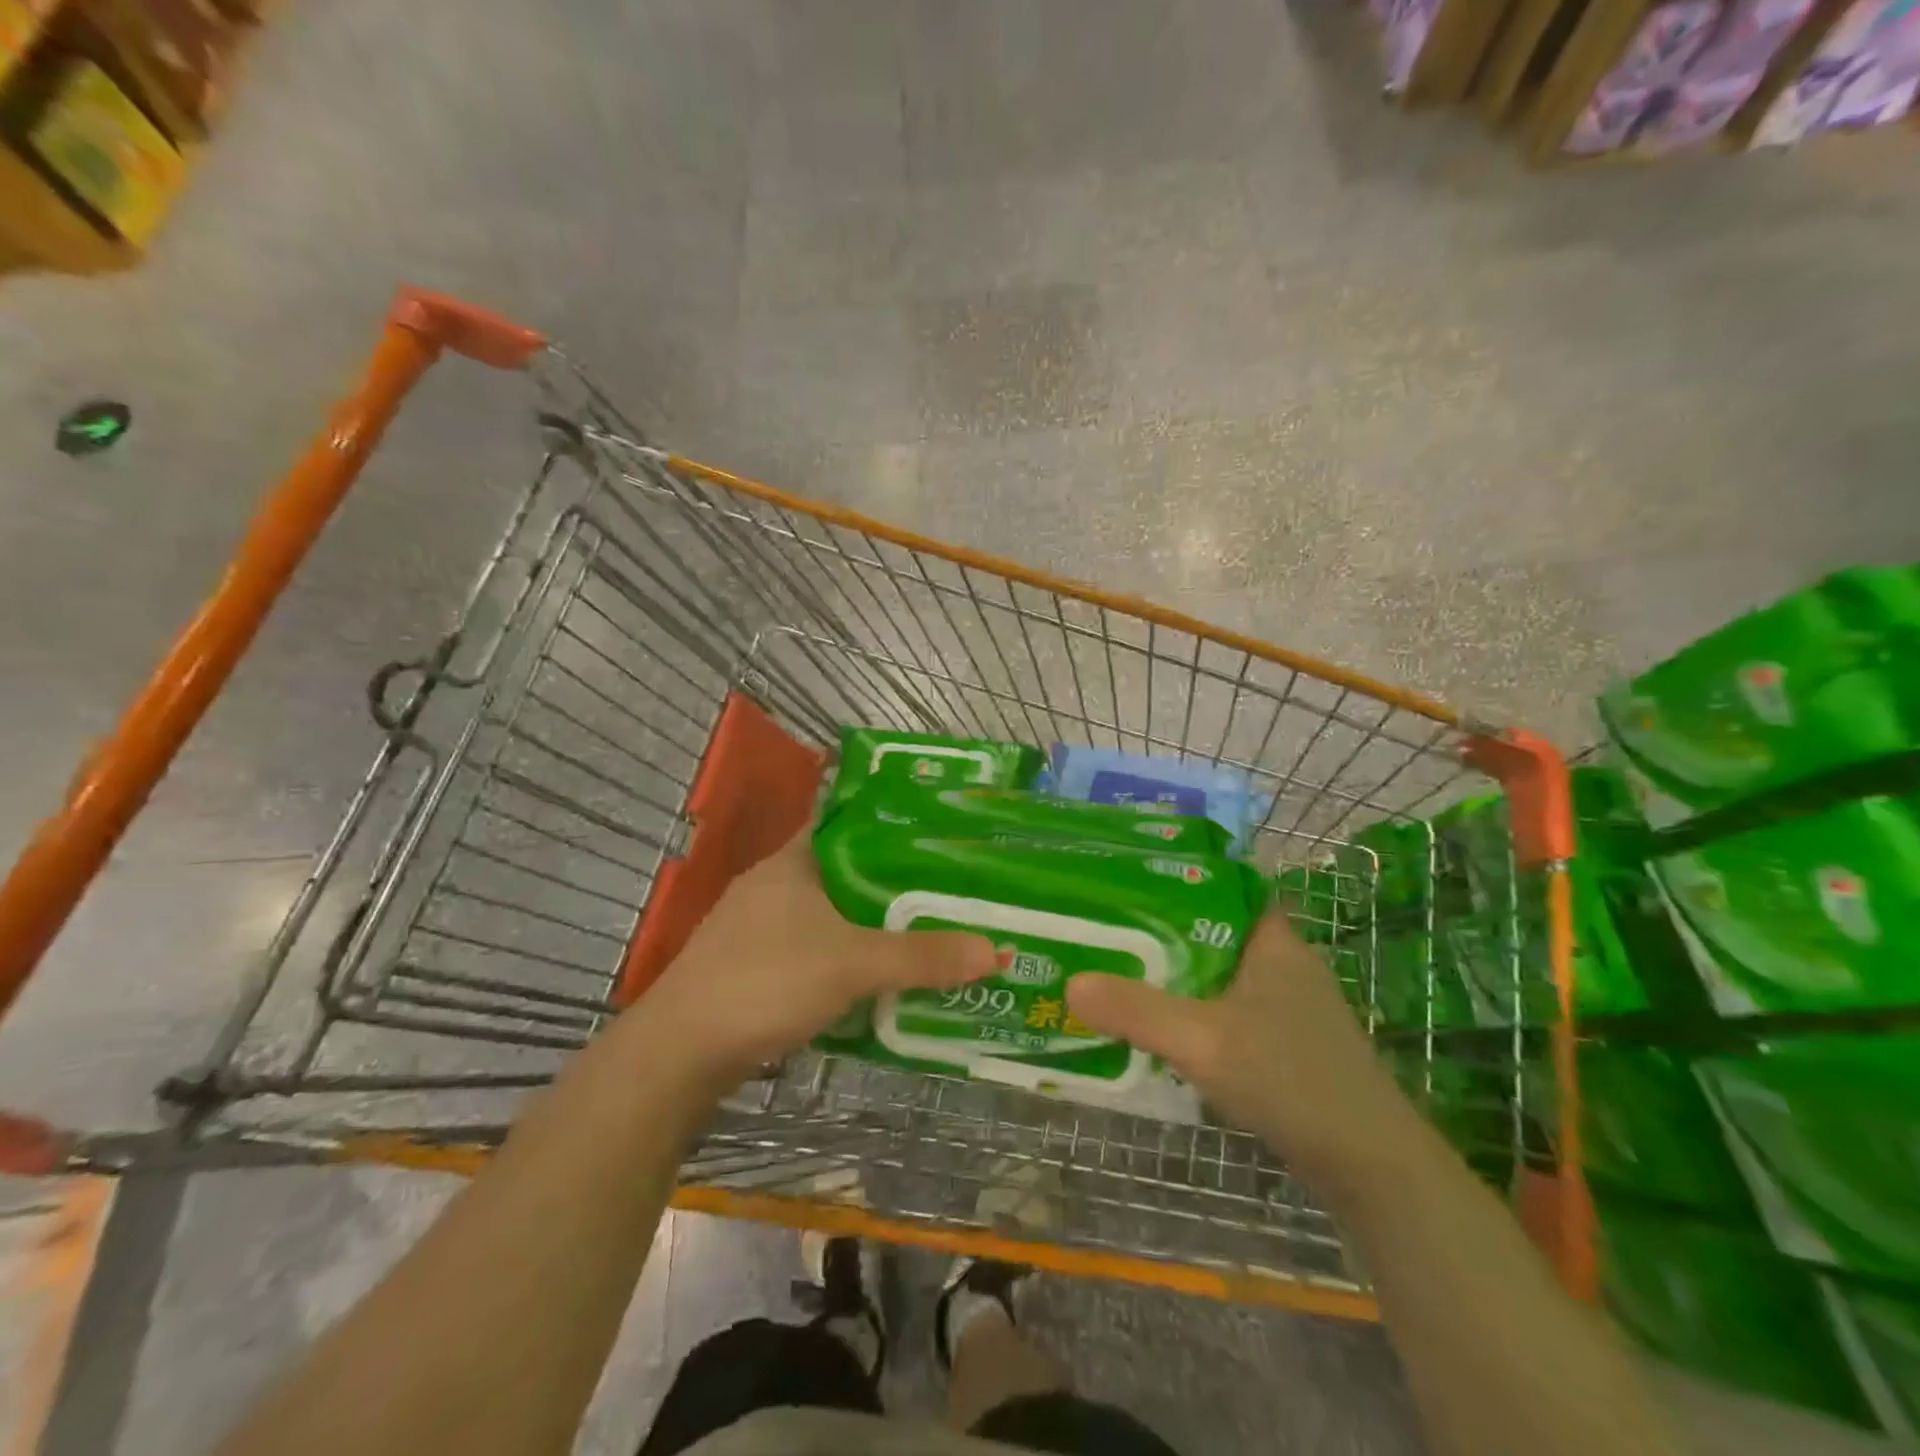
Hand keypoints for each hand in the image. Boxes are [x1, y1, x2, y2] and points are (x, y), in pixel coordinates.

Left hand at [638, 823, 995, 1087]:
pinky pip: (813, 950)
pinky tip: (874, 978)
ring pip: (829, 915)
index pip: (848, 823)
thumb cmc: (765, 981)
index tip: (938, 837)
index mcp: (793, 861)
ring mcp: (757, 928)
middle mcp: (773, 885)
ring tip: (922, 933)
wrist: (678, 1053)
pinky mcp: (751, 967)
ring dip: (869, 926)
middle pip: (846, 873)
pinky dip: (845, 959)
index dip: (892, 826)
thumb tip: (996, 950)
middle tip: (947, 892)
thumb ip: (921, 957)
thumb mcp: (852, 964)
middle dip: (892, 885)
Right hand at [1066, 909, 1415, 1184]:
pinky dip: (1192, 1008)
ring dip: (1174, 972)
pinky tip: (1159, 1023)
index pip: (1221, 884)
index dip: (1174, 876)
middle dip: (1159, 928)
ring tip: (1117, 967)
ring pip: (1216, 971)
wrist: (1371, 1167)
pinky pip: (1225, 1007)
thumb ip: (1137, 1011)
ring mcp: (1285, 1004)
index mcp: (1271, 940)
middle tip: (1104, 925)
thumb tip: (1070, 984)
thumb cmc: (1292, 1080)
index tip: (1124, 878)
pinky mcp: (1283, 1042)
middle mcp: (1280, 962)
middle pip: (1210, 928)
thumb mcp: (1204, 1041)